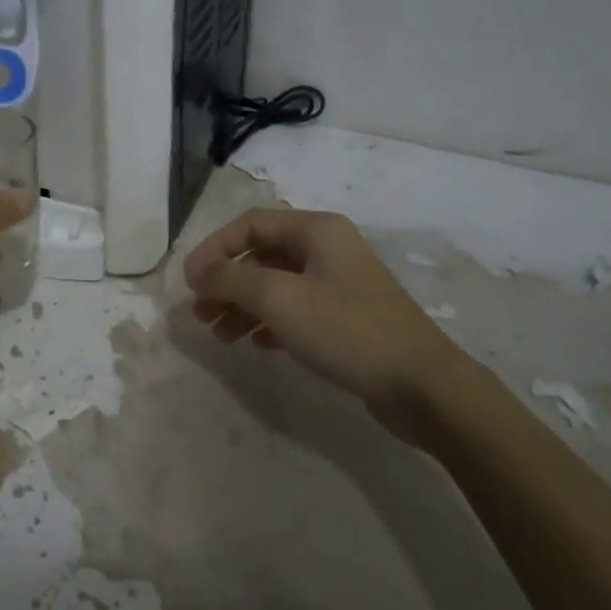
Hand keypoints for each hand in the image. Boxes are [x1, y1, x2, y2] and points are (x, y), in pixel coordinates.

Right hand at [182, 207, 468, 409]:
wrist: (421, 385)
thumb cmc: (346, 330)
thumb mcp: (280, 299)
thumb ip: (232, 280)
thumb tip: (198, 272)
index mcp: (316, 230)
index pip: (250, 224)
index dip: (214, 248)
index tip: (189, 282)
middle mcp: (327, 248)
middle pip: (261, 255)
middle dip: (226, 282)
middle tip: (200, 313)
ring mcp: (339, 283)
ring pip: (276, 284)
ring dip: (243, 305)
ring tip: (221, 336)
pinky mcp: (346, 317)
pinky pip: (295, 309)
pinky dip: (269, 322)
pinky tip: (255, 344)